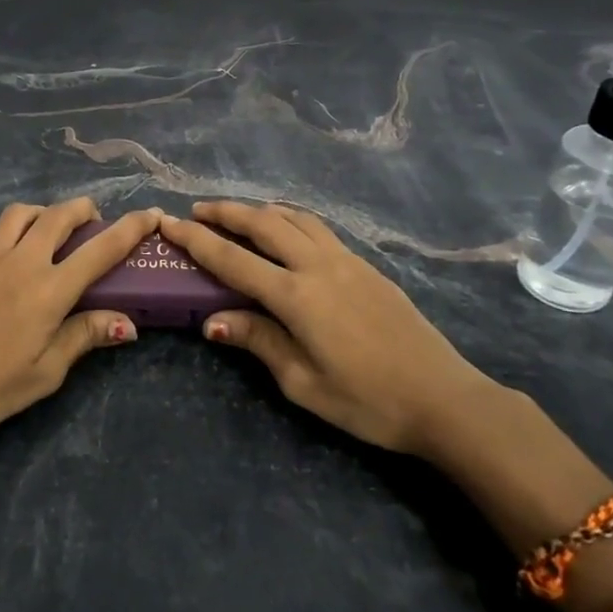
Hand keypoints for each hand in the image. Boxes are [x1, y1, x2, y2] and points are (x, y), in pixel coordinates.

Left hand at [0, 199, 160, 440]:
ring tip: (51, 230)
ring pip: (23, 212)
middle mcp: (22, 260)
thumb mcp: (43, 374)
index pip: (100, 249)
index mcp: (49, 290)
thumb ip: (84, 338)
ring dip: (46, 213)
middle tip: (95, 221)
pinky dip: (12, 231)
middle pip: (60, 215)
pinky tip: (8, 255)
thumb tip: (126, 322)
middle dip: (85, 210)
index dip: (130, 228)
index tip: (151, 213)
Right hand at [160, 202, 497, 458]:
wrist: (443, 397)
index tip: (169, 223)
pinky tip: (286, 229)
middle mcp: (317, 266)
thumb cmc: (367, 401)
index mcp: (296, 296)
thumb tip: (211, 321)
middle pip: (263, 224)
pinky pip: (318, 228)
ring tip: (237, 213)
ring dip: (259, 210)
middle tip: (197, 210)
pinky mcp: (365, 264)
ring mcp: (345, 260)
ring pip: (293, 218)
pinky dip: (290, 218)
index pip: (233, 259)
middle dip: (225, 212)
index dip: (197, 240)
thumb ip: (258, 341)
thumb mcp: (303, 383)